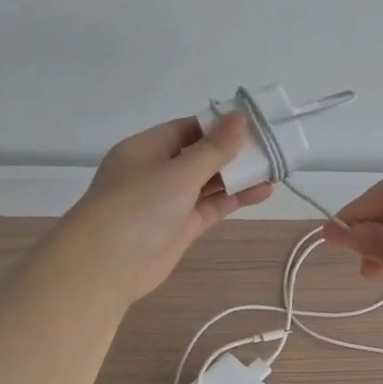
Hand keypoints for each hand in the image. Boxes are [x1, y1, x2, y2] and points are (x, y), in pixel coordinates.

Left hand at [61, 114, 274, 304]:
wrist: (106, 266)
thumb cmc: (138, 206)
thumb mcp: (179, 171)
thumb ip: (214, 148)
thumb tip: (239, 117)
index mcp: (146, 148)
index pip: (188, 129)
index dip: (220, 125)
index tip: (254, 123)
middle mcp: (156, 171)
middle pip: (200, 155)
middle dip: (234, 151)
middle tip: (272, 146)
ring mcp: (169, 201)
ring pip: (208, 182)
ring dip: (239, 176)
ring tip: (275, 168)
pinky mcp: (181, 228)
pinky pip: (211, 206)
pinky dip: (235, 198)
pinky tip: (263, 191)